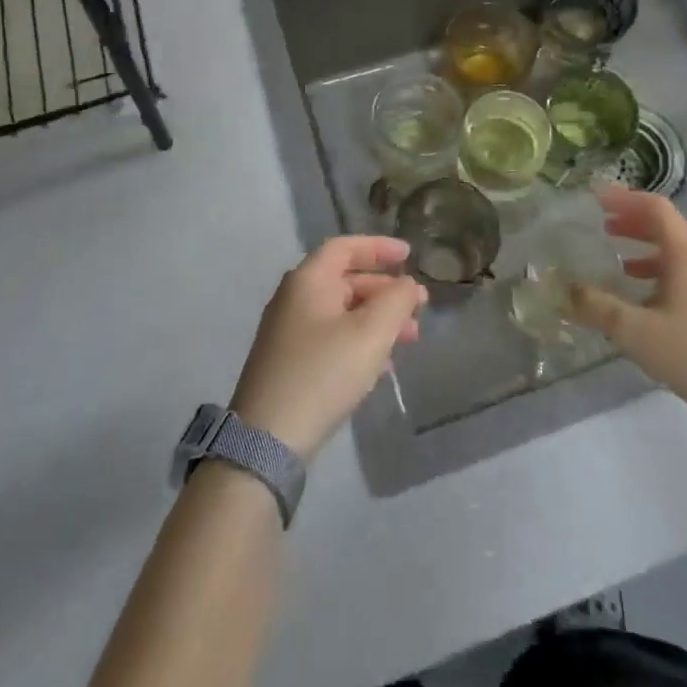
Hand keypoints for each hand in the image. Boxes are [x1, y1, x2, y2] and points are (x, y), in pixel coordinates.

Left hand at [230, 237, 427, 460]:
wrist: (268, 439)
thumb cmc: (323, 373)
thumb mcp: (371, 333)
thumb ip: (397, 300)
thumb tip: (408, 284)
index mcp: (308, 280)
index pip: (345, 247)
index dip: (379, 247)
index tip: (409, 255)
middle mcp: (294, 298)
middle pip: (345, 279)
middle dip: (385, 290)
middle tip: (419, 306)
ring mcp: (288, 331)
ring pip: (341, 311)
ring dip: (377, 318)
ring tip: (410, 338)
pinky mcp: (289, 362)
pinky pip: (331, 336)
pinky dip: (359, 339)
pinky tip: (382, 364)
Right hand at [567, 184, 686, 439]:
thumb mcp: (638, 334)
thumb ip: (598, 308)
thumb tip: (562, 290)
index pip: (655, 207)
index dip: (624, 198)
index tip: (596, 197)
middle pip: (670, 225)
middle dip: (634, 221)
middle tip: (603, 226)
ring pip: (683, 248)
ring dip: (650, 247)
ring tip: (621, 259)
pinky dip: (667, 268)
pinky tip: (652, 296)